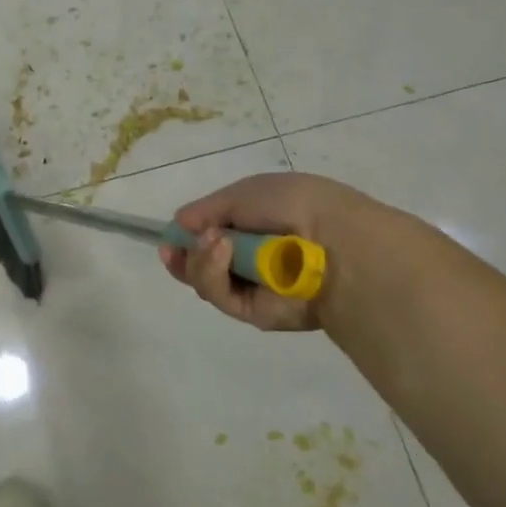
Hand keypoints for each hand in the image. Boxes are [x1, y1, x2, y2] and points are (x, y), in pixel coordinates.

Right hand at [158, 171, 436, 331]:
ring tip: (213, 243)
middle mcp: (252, 258)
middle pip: (201, 263)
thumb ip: (207, 210)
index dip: (187, 236)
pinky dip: (213, 275)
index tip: (170, 236)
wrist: (334, 242)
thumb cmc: (291, 205)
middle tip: (174, 249)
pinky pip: (221, 297)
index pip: (210, 235)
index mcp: (255, 225)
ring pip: (205, 280)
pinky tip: (220, 252)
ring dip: (200, 260)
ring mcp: (254, 287)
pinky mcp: (256, 313)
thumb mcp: (243, 193)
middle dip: (184, 255)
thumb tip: (179, 224)